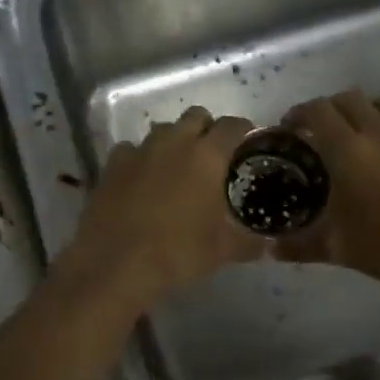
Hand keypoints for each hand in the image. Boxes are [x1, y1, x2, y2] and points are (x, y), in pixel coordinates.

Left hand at [60, 106, 265, 308]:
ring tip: (176, 167)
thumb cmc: (179, 252)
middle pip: (196, 116)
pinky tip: (140, 179)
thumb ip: (249, 242)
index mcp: (207, 156)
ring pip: (163, 130)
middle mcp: (175, 142)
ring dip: (173, 141)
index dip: (243, 130)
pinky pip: (131, 150)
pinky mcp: (112, 164)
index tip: (247, 142)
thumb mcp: (223, 250)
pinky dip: (140, 158)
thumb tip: (267, 244)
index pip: (233, 126)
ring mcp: (140, 150)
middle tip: (212, 155)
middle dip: (207, 129)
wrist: (117, 263)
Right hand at [274, 90, 379, 300]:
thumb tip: (271, 249)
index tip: (289, 129)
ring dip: (362, 110)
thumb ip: (300, 245)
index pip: (316, 111)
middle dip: (327, 109)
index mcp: (348, 150)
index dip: (298, 114)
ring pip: (379, 101)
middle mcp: (377, 130)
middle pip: (346, 98)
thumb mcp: (339, 249)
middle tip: (318, 133)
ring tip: (356, 133)